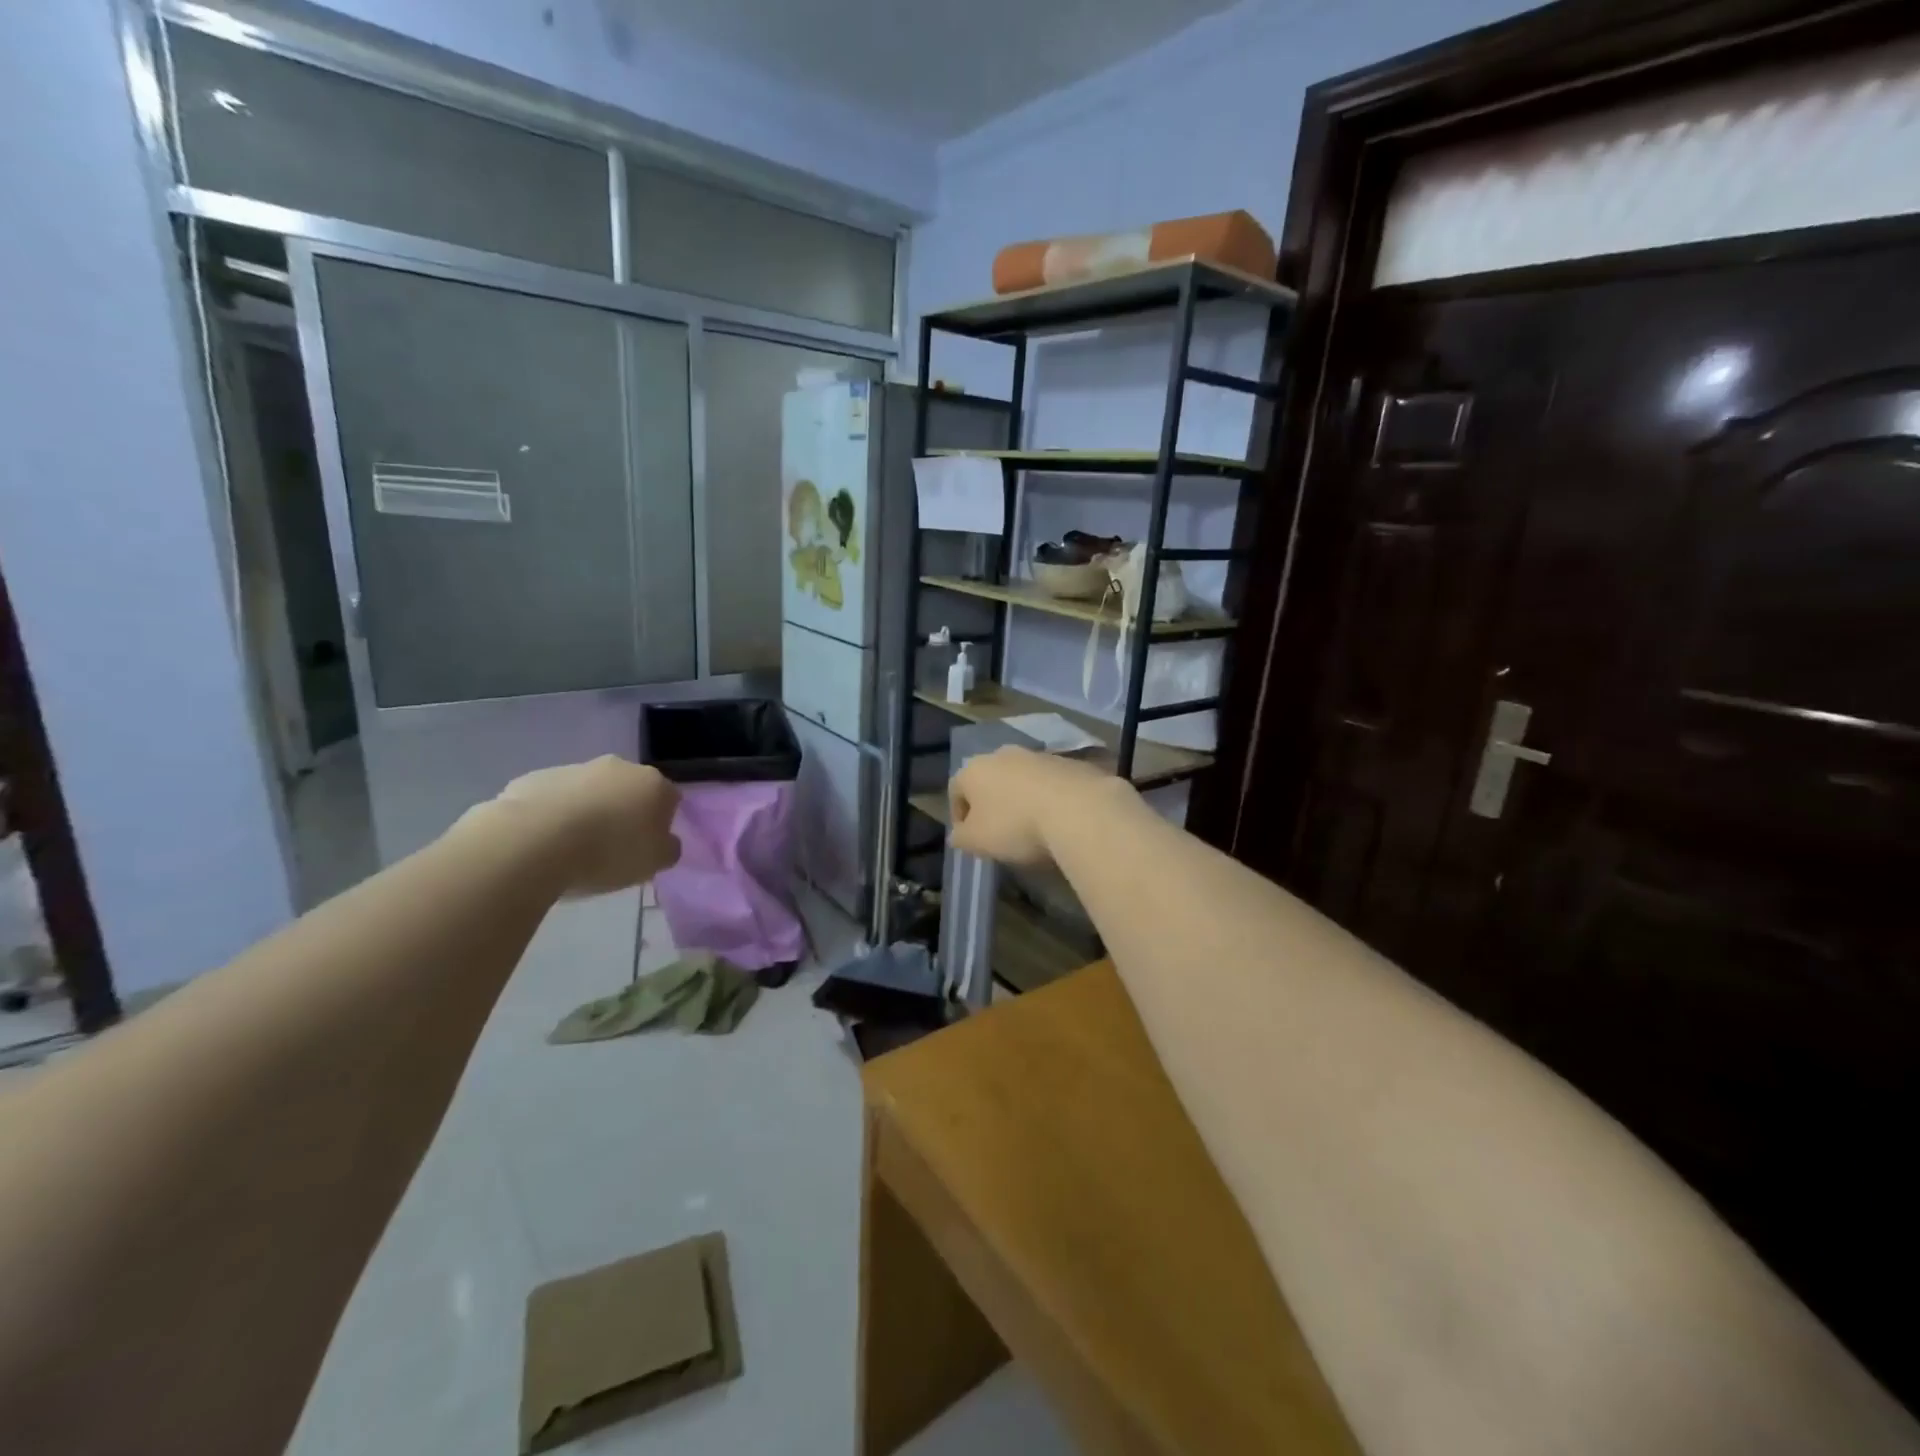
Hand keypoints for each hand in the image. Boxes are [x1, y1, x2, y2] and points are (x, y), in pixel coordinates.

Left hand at [483, 756, 680, 896]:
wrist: (533, 841)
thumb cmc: (608, 852)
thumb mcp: (654, 863)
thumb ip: (667, 849)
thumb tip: (665, 841)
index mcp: (654, 784)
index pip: (670, 799)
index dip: (661, 823)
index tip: (648, 846)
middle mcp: (619, 767)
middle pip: (629, 790)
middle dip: (624, 812)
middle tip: (612, 847)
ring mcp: (575, 769)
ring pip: (590, 792)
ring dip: (588, 812)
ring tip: (572, 849)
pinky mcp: (536, 778)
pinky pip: (554, 798)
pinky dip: (553, 815)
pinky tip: (543, 842)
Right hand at [949, 746, 1119, 866]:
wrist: (1079, 810)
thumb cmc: (1016, 826)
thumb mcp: (976, 841)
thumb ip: (960, 837)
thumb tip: (957, 834)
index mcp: (974, 769)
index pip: (956, 790)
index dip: (959, 815)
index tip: (969, 839)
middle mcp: (1003, 754)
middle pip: (990, 780)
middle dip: (992, 803)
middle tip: (1000, 832)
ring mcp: (1040, 755)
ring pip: (1022, 779)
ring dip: (1022, 799)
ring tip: (1032, 828)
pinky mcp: (1071, 763)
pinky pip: (1051, 783)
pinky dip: (1050, 798)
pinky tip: (1058, 820)